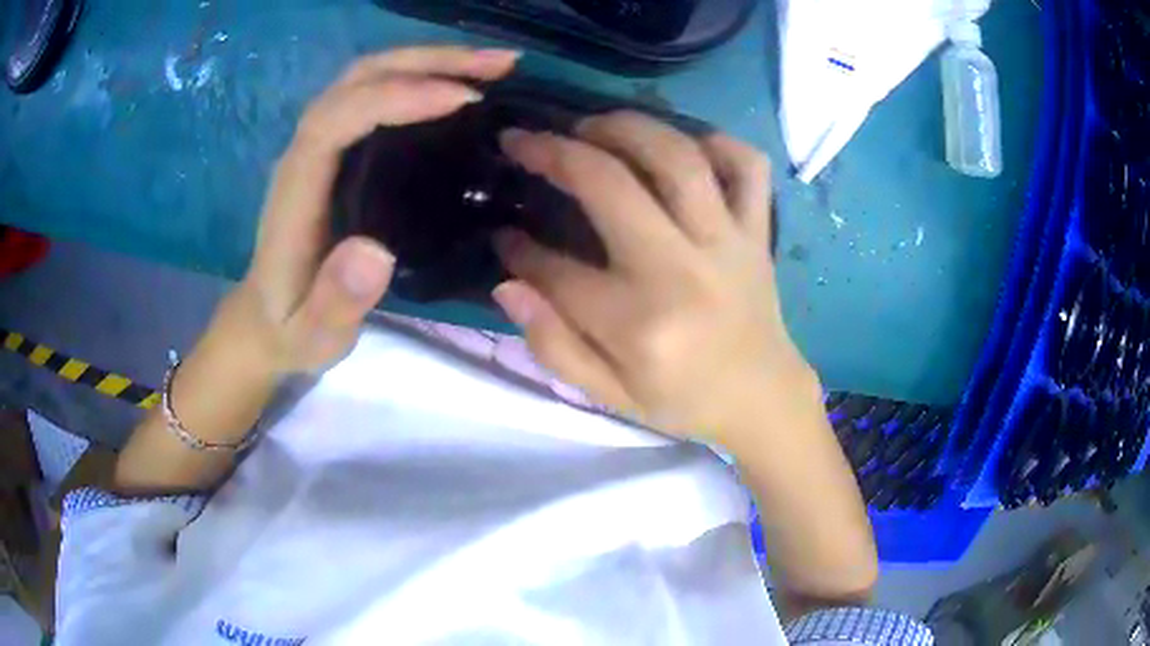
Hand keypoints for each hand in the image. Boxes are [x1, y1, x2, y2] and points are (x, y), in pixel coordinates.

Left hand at [231, 46, 519, 374]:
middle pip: (358, 80)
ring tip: (493, 66)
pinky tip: (461, 85)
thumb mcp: (312, 333)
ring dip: (430, 61)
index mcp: (296, 189)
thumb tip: (376, 252)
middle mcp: (304, 152)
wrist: (265, 317)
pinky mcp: (336, 149)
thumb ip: (335, 302)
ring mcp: (318, 145)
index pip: (338, 118)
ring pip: (368, 77)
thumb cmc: (292, 326)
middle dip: (427, 62)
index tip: (462, 99)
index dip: (396, 98)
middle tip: (498, 65)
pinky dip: (421, 78)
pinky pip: (376, 94)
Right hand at [492, 111, 815, 441]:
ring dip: (624, 126)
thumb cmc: (683, 400)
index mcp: (639, 323)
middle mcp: (682, 270)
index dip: (518, 249)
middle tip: (523, 140)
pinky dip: (717, 140)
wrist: (762, 398)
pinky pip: (747, 165)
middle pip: (610, 184)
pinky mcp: (757, 231)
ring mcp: (727, 242)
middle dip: (554, 152)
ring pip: (677, 157)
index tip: (503, 235)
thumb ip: (553, 344)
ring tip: (589, 125)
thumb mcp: (610, 395)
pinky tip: (682, 142)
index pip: (557, 270)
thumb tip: (507, 284)